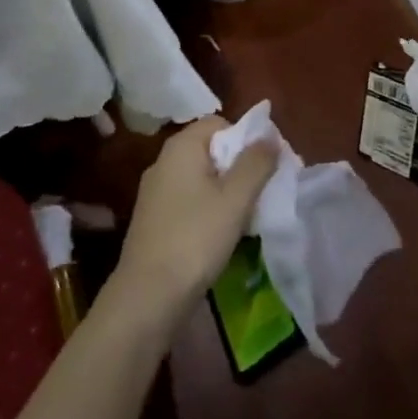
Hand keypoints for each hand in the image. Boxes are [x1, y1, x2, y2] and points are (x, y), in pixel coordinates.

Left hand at [109, 116, 277, 329]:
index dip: (246, 138)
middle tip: (261, 191)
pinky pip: (188, 199)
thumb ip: (255, 163)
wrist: (148, 296)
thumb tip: (270, 136)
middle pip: (210, 149)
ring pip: (200, 177)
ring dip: (225, 190)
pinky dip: (207, 207)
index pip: (219, 122)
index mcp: (181, 146)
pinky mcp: (154, 218)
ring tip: (245, 215)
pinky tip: (220, 233)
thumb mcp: (235, 199)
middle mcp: (164, 161)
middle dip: (238, 166)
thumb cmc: (195, 239)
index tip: (266, 166)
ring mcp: (155, 191)